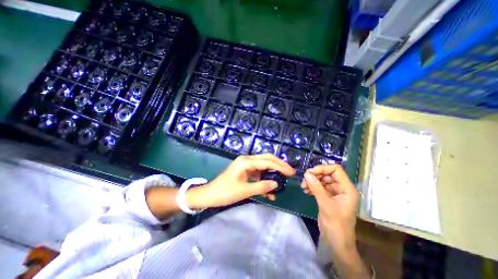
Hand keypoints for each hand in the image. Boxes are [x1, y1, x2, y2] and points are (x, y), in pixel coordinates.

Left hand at [186, 155, 294, 208]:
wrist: (210, 195)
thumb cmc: (225, 192)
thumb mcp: (245, 190)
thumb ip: (262, 187)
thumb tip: (276, 184)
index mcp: (246, 161)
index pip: (267, 161)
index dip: (281, 167)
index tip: (291, 172)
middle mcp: (247, 160)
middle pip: (267, 159)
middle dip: (279, 165)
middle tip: (290, 171)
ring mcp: (246, 165)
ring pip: (264, 165)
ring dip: (272, 173)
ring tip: (282, 180)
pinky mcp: (245, 171)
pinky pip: (258, 173)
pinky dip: (265, 179)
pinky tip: (269, 190)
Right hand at [300, 165, 357, 253]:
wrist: (336, 243)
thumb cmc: (336, 225)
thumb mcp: (326, 205)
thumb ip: (316, 188)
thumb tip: (306, 174)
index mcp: (347, 188)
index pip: (336, 170)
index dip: (323, 168)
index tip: (310, 172)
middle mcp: (341, 188)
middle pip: (327, 174)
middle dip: (315, 175)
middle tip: (304, 179)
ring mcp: (333, 192)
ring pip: (321, 180)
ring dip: (311, 181)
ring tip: (303, 186)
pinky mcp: (327, 197)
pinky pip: (318, 187)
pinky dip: (311, 187)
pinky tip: (305, 191)